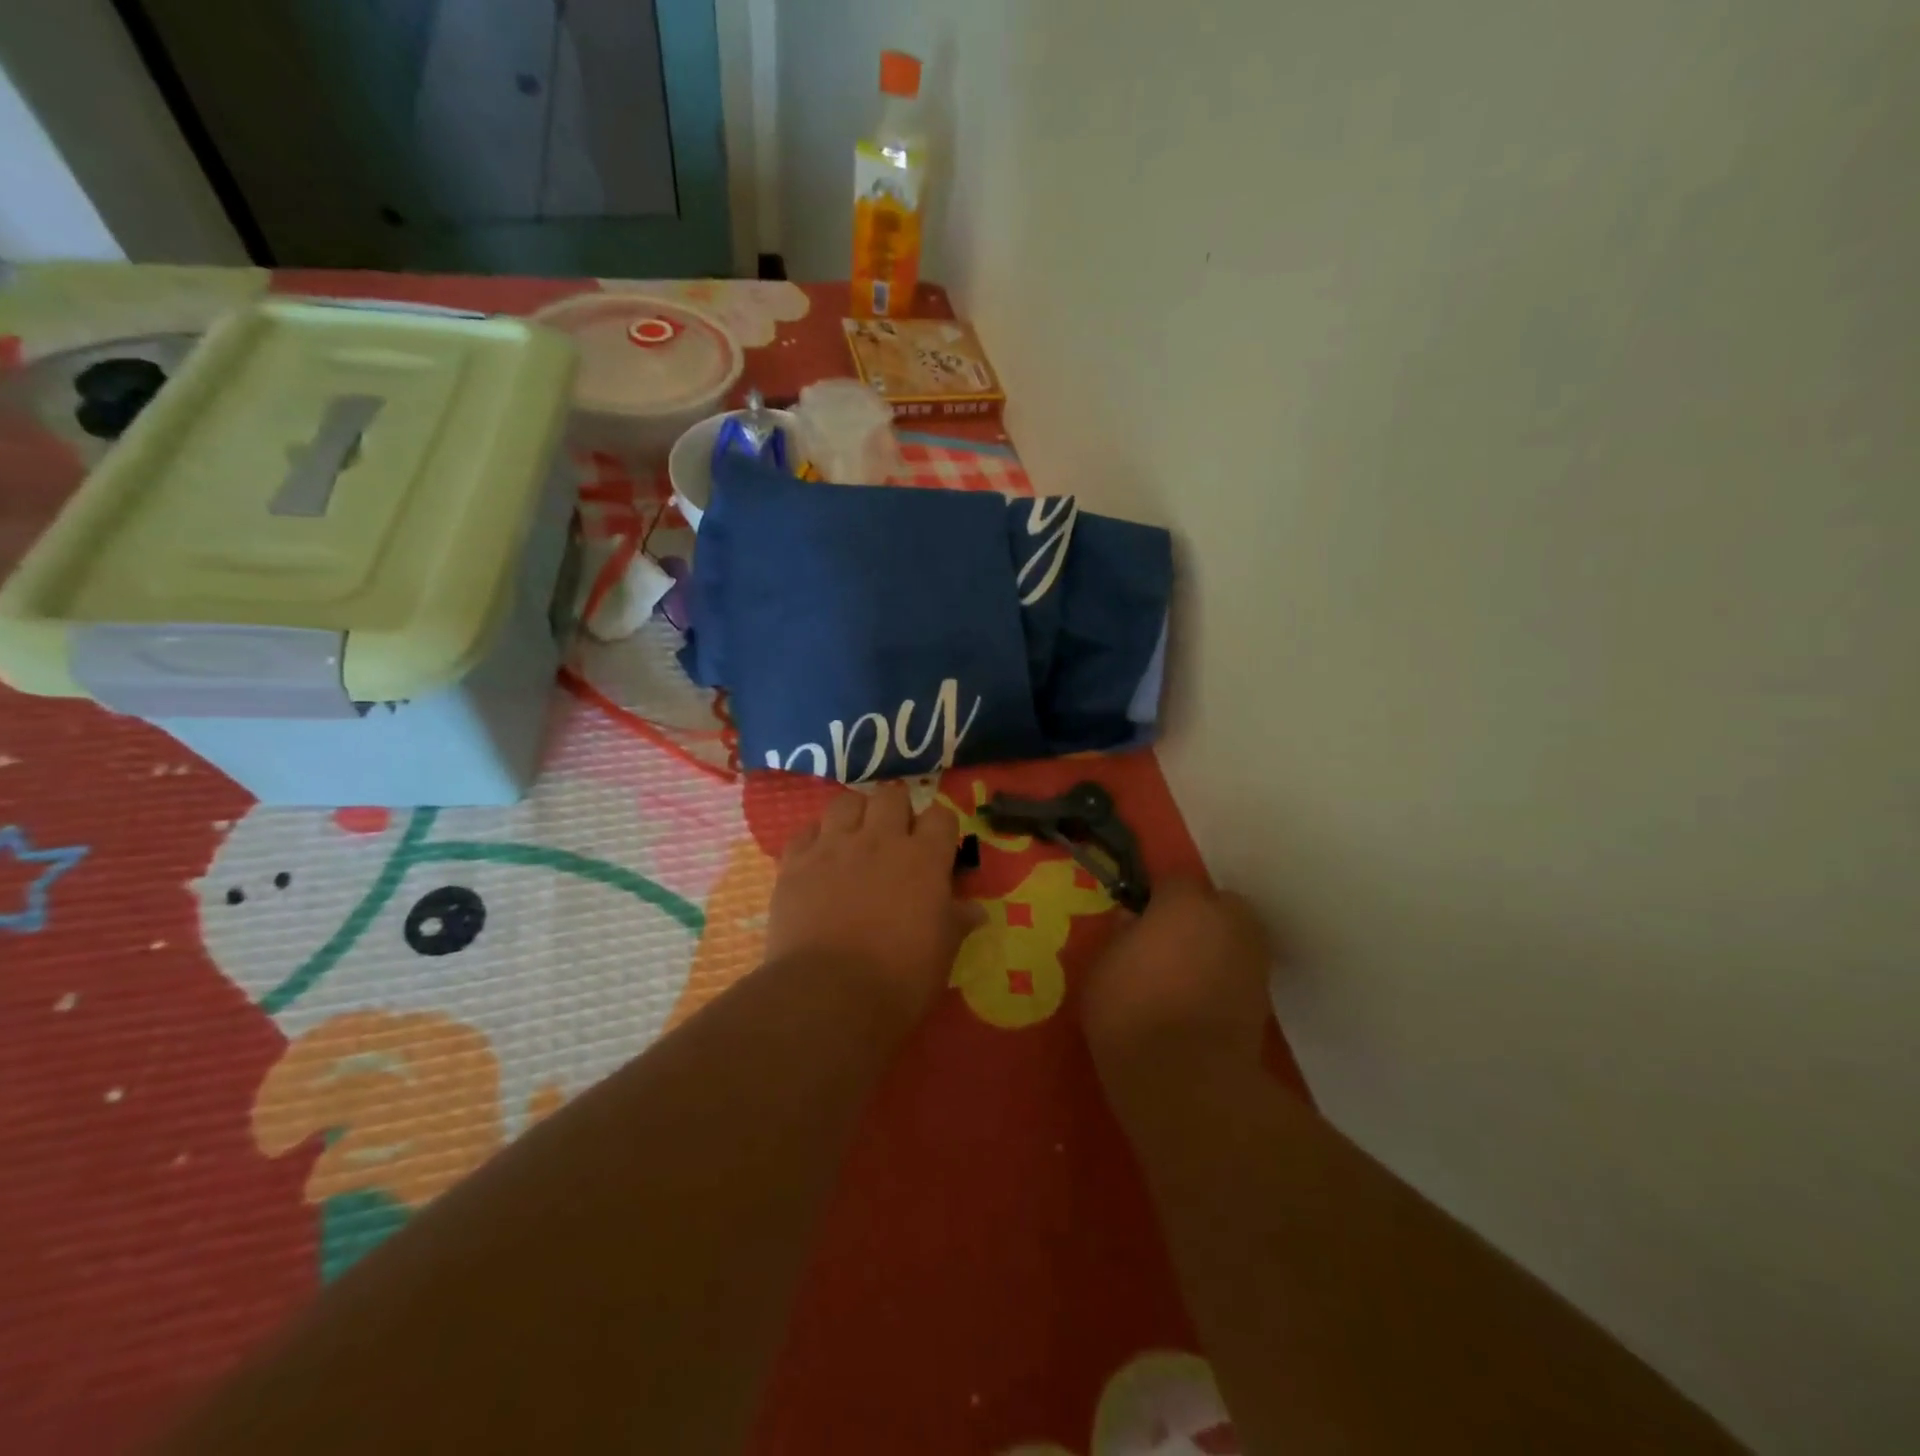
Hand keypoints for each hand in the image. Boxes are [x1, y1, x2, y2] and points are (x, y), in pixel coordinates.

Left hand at [765, 783, 980, 1027]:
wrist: (828, 996)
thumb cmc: (900, 978)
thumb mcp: (942, 953)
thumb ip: (957, 922)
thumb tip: (977, 911)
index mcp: (924, 858)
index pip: (941, 816)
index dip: (940, 828)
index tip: (937, 848)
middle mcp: (880, 840)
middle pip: (892, 796)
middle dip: (897, 810)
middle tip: (895, 838)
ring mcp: (834, 847)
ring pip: (846, 802)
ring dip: (855, 814)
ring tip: (855, 838)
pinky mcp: (795, 863)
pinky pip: (805, 831)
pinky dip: (814, 838)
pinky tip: (818, 858)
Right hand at [1081, 877, 1275, 1087]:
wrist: (1186, 1079)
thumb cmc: (1130, 1011)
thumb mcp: (1101, 966)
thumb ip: (1120, 935)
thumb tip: (1133, 921)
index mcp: (1184, 903)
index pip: (1174, 880)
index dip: (1157, 898)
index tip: (1140, 919)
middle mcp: (1227, 920)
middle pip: (1217, 905)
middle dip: (1198, 917)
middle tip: (1168, 944)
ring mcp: (1252, 959)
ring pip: (1234, 937)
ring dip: (1216, 946)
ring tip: (1185, 975)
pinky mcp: (1264, 998)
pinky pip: (1241, 972)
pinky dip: (1226, 978)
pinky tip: (1200, 1001)